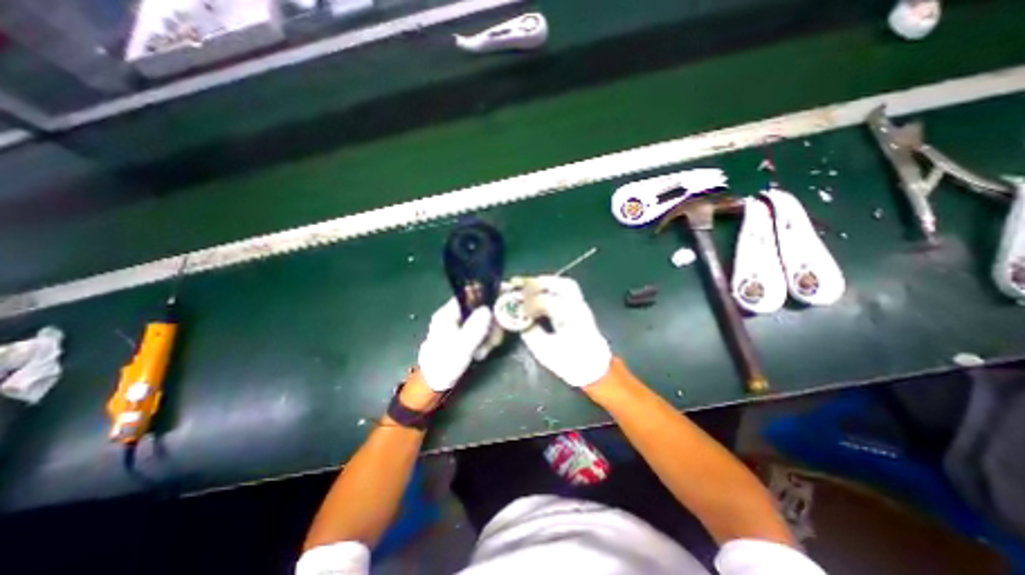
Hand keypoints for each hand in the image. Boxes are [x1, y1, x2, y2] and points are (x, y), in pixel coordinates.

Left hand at [418, 299, 493, 392]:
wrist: (433, 384)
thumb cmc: (444, 364)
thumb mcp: (462, 347)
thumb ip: (475, 328)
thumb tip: (488, 309)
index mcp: (448, 313)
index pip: (469, 294)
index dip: (487, 295)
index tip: (501, 302)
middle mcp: (453, 316)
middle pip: (479, 309)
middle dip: (490, 323)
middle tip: (494, 339)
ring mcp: (459, 326)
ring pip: (482, 321)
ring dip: (488, 336)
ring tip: (483, 351)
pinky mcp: (463, 335)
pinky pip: (479, 331)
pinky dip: (483, 341)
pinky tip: (481, 353)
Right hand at [522, 276, 605, 388]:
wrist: (595, 369)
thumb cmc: (571, 363)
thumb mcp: (546, 352)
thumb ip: (531, 333)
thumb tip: (520, 320)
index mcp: (570, 317)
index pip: (546, 301)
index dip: (529, 303)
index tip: (518, 310)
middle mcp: (578, 307)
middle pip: (561, 284)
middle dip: (538, 283)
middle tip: (521, 286)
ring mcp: (581, 306)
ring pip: (565, 285)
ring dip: (546, 283)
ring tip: (529, 286)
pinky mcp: (580, 308)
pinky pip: (566, 291)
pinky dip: (551, 288)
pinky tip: (540, 293)